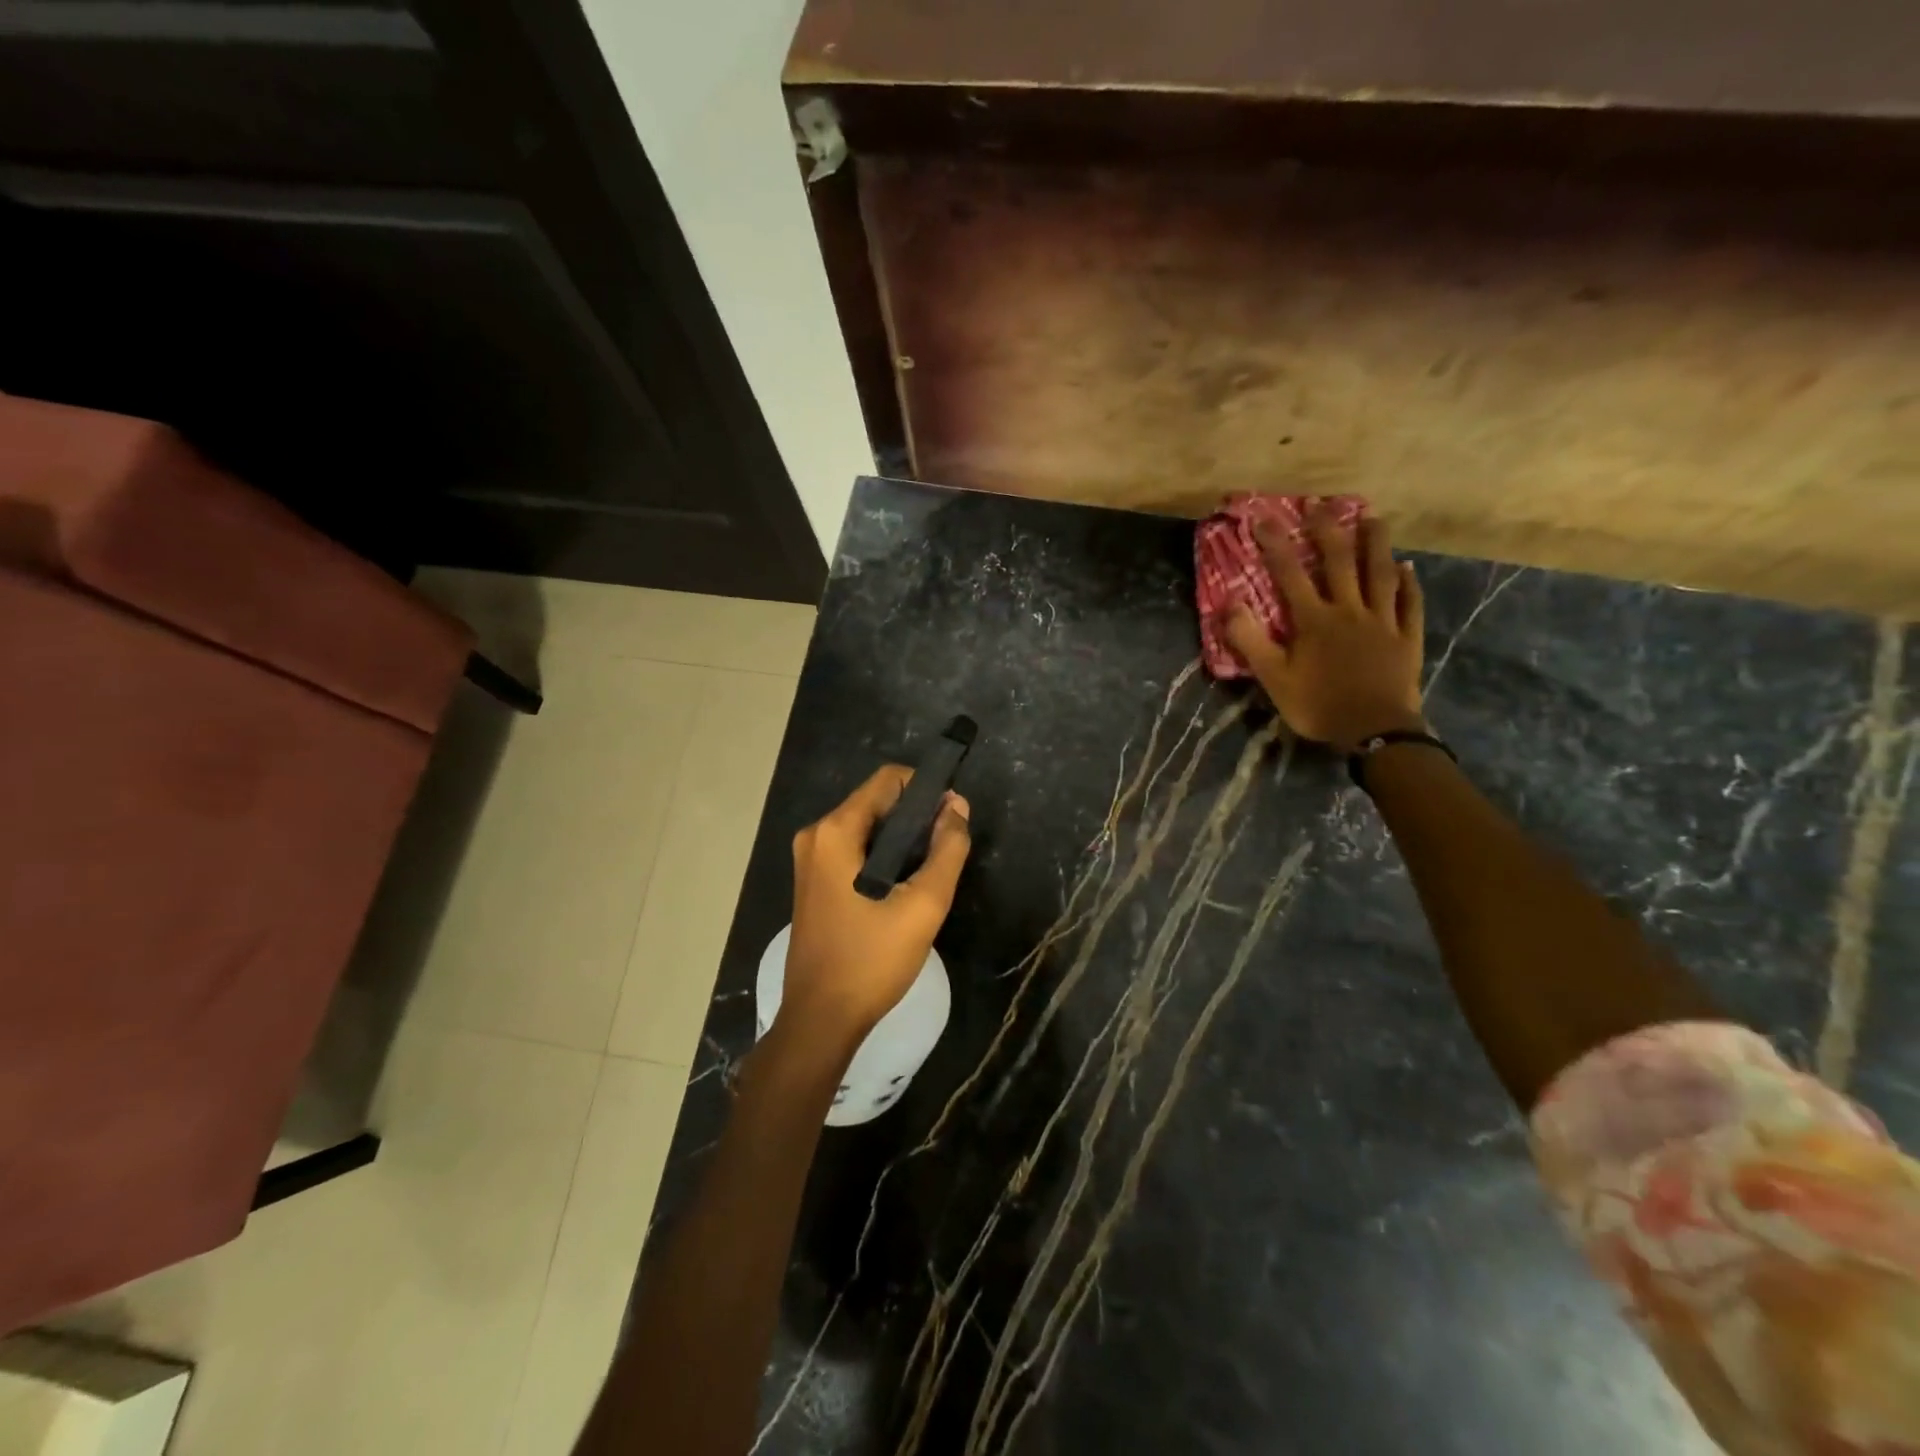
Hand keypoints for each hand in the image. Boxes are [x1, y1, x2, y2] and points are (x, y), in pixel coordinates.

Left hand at [780, 765, 971, 1046]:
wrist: (821, 1020)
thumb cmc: (871, 961)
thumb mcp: (923, 905)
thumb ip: (947, 850)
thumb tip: (957, 806)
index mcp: (835, 831)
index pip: (888, 780)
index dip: (926, 789)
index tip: (953, 818)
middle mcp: (816, 835)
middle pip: (877, 802)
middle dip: (916, 817)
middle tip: (946, 851)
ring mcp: (811, 859)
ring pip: (869, 827)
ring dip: (903, 840)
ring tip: (929, 873)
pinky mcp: (814, 881)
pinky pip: (856, 850)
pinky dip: (884, 857)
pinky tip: (904, 887)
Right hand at [1223, 502, 1426, 752]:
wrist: (1375, 731)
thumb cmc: (1318, 705)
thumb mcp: (1273, 678)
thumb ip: (1250, 640)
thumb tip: (1229, 604)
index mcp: (1314, 620)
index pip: (1289, 573)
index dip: (1275, 543)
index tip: (1262, 518)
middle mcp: (1349, 610)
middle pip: (1339, 562)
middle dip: (1327, 530)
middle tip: (1321, 505)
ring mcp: (1382, 621)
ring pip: (1380, 573)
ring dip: (1375, 544)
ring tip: (1373, 518)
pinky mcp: (1407, 637)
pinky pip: (1410, 603)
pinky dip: (1409, 583)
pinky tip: (1407, 567)